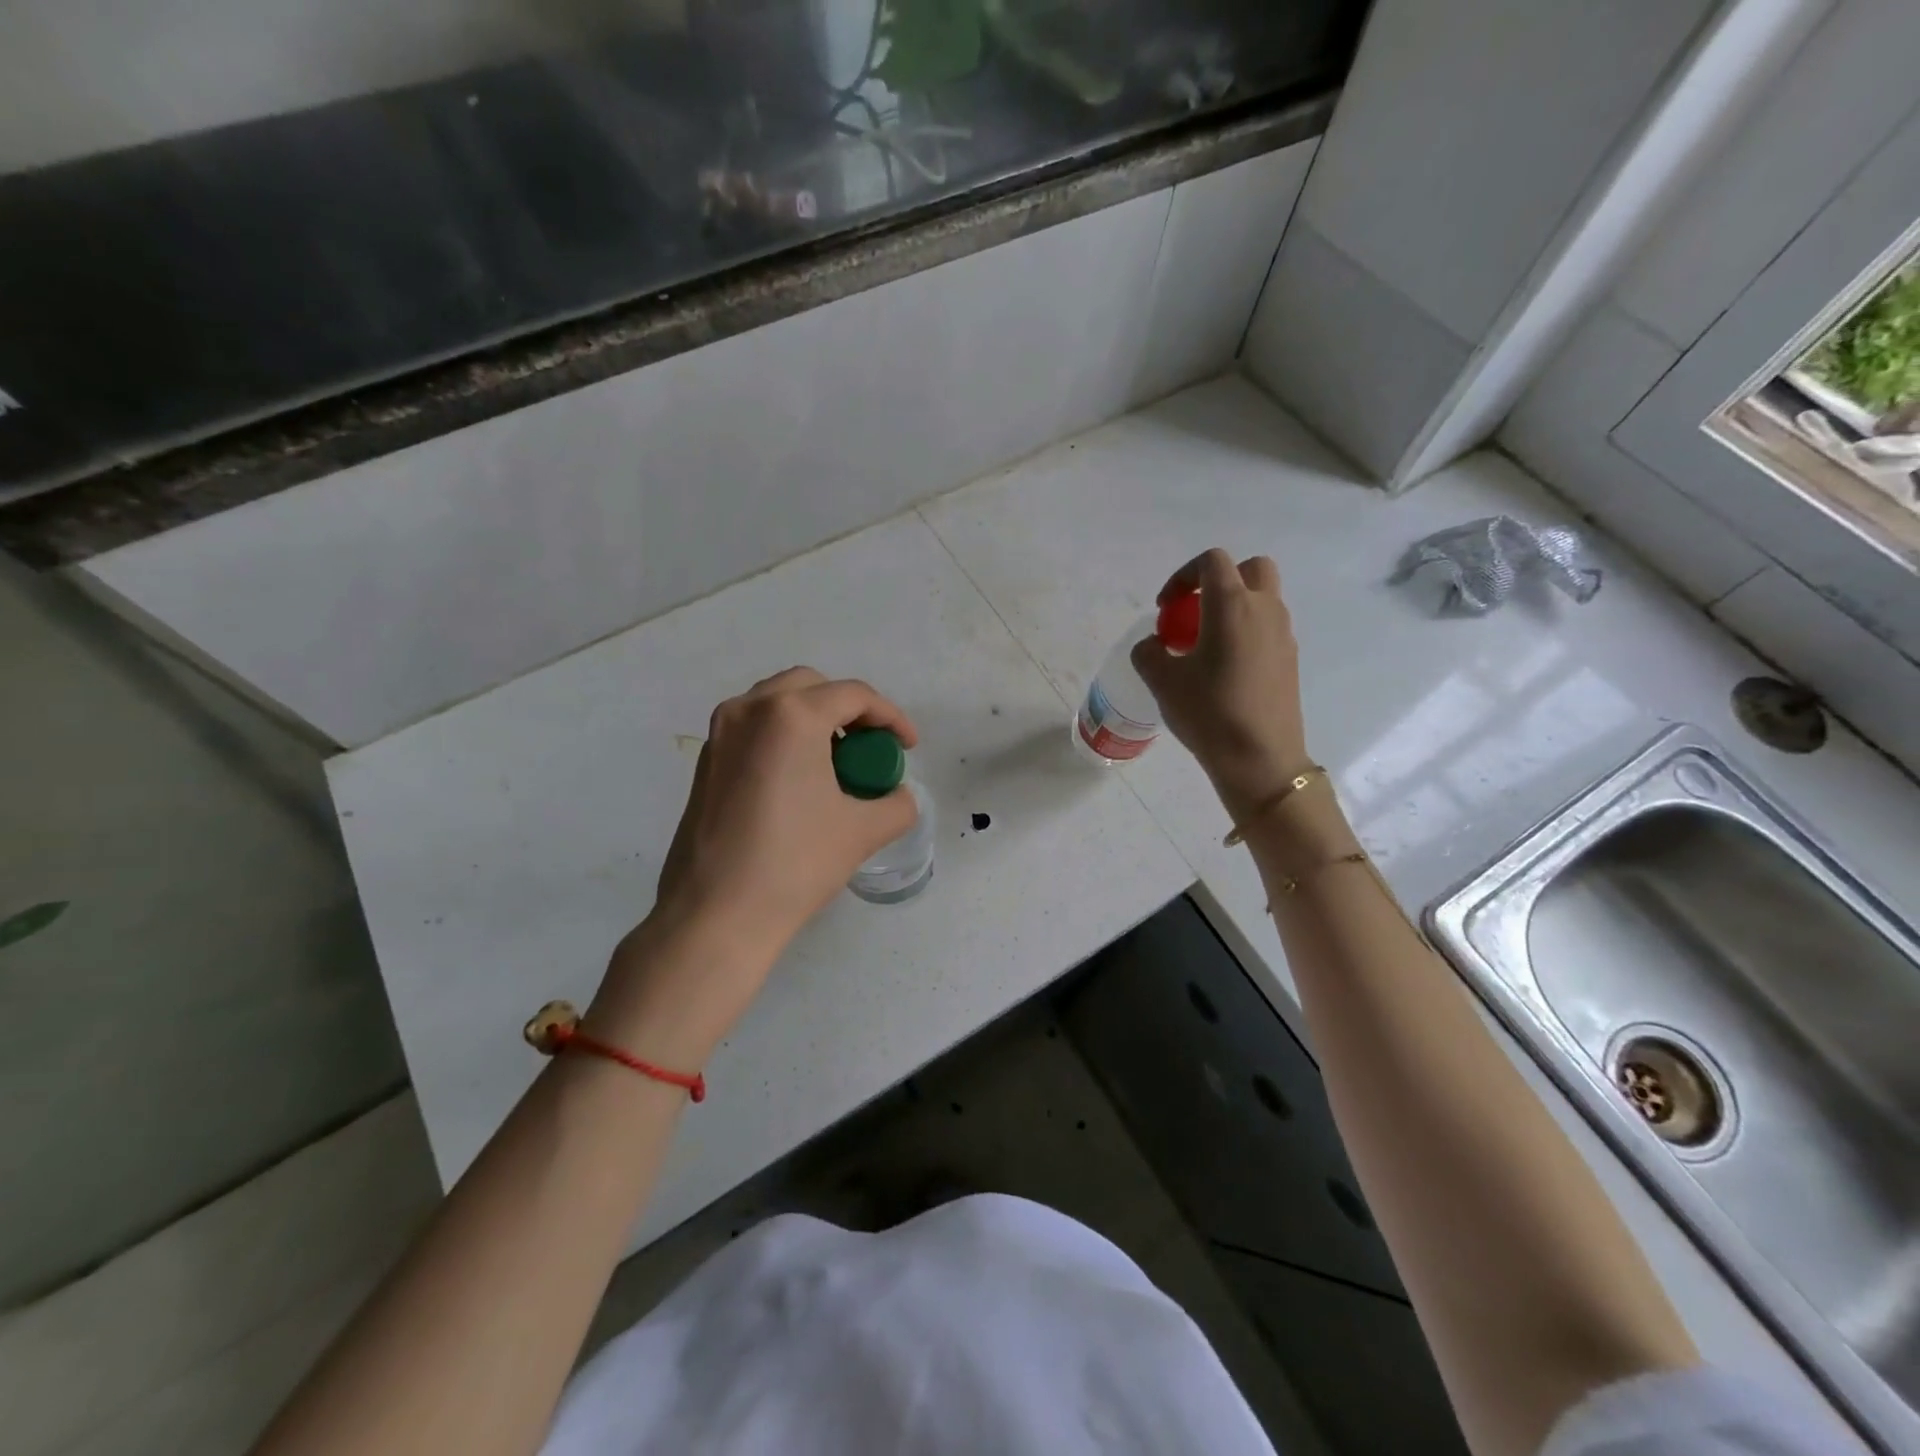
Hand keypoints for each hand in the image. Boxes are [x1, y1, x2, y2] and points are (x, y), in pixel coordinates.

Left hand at [592, 668, 919, 1059]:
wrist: (715, 915)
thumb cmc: (794, 864)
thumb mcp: (862, 832)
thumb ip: (896, 804)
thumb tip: (899, 797)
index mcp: (791, 716)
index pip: (854, 695)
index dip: (891, 717)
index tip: (908, 748)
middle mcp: (750, 709)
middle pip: (811, 686)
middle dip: (848, 709)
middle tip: (869, 748)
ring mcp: (721, 733)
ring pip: (777, 702)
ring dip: (813, 719)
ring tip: (836, 762)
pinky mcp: (705, 761)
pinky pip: (754, 727)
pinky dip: (783, 736)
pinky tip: (798, 780)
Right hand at [1131, 548, 1310, 822]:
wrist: (1260, 759)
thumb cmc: (1208, 713)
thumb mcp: (1162, 681)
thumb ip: (1149, 652)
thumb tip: (1155, 645)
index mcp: (1232, 605)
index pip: (1212, 561)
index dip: (1183, 576)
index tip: (1165, 608)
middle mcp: (1265, 610)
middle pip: (1251, 569)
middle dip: (1220, 581)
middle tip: (1194, 613)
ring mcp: (1283, 635)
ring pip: (1263, 599)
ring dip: (1234, 608)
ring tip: (1205, 646)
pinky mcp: (1290, 660)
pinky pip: (1267, 629)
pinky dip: (1246, 633)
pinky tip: (1225, 671)